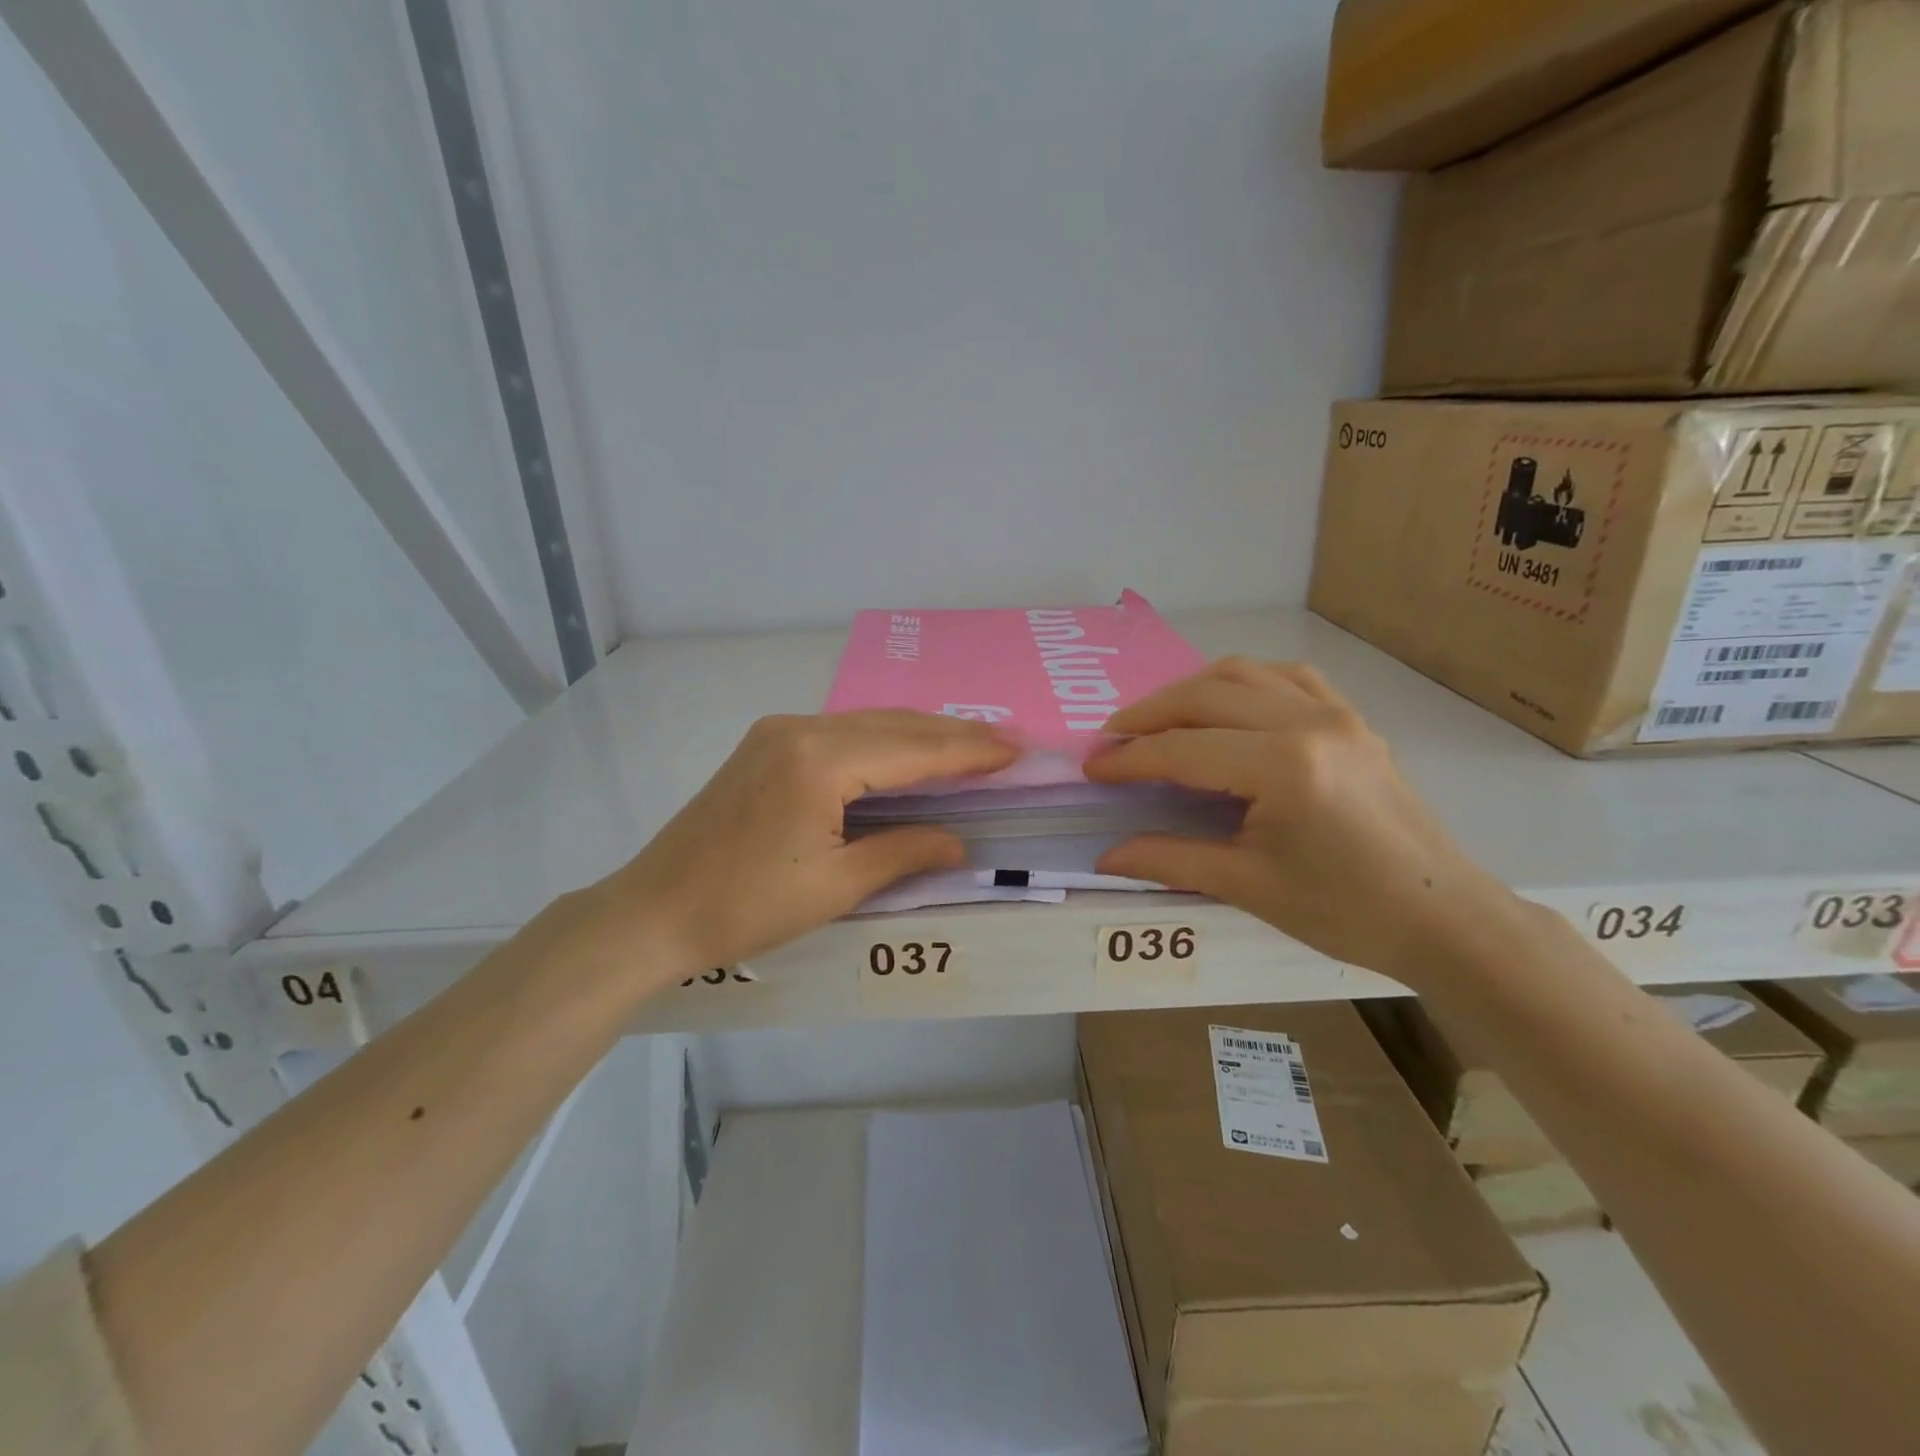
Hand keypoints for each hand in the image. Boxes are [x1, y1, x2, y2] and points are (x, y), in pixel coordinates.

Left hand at [584, 711, 1016, 977]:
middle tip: (1005, 740)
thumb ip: (903, 853)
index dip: (968, 752)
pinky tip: (906, 750)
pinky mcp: (766, 744)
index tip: (1015, 749)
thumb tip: (959, 841)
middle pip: (894, 725)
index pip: (913, 750)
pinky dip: (883, 739)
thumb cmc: (746, 907)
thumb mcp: (836, 886)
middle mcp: (802, 729)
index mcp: (821, 761)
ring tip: (969, 743)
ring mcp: (779, 731)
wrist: (654, 910)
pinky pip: (842, 731)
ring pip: (868, 723)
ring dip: (920, 733)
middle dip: (952, 734)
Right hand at [1085, 658, 1521, 981]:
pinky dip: (1243, 683)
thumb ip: (1170, 859)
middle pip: (1205, 696)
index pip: (1183, 749)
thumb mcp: (1248, 886)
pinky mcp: (1352, 719)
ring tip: (1158, 719)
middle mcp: (1308, 721)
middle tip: (1112, 739)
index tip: (1092, 767)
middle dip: (1149, 714)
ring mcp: (1336, 713)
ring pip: (1243, 673)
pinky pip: (1287, 678)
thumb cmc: (1344, 910)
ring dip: (1191, 690)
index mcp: (1282, 765)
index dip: (1129, 759)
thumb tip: (1105, 857)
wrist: (1442, 916)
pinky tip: (1227, 705)